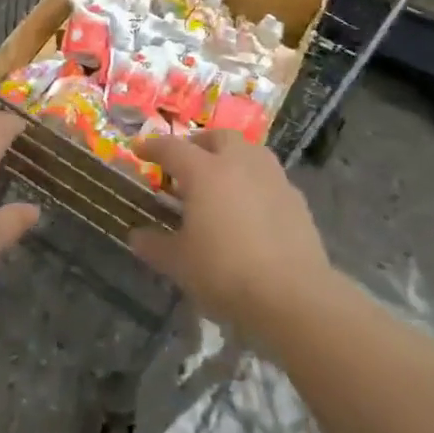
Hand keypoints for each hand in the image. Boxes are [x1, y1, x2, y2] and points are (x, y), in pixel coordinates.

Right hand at [127, 131, 330, 333]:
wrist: (293, 295)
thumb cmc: (226, 272)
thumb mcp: (179, 264)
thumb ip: (155, 245)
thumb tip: (136, 236)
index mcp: (204, 172)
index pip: (172, 148)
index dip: (153, 148)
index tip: (140, 151)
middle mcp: (239, 163)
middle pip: (218, 137)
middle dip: (199, 144)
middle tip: (186, 163)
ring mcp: (272, 178)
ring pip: (249, 151)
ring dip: (231, 157)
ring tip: (220, 180)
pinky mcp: (296, 199)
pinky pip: (269, 177)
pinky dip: (254, 182)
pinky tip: (250, 207)